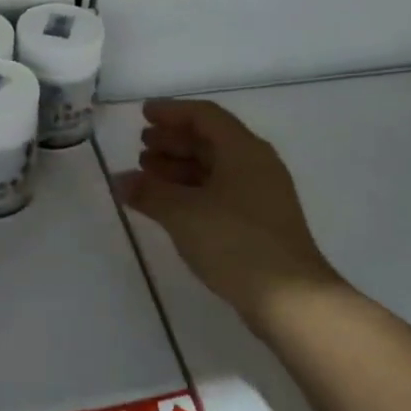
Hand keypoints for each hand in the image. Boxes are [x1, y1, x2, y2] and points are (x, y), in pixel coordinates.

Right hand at [113, 99, 345, 332]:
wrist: (289, 299)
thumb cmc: (235, 242)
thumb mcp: (183, 213)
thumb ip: (149, 192)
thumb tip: (120, 180)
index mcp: (243, 150)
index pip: (204, 115)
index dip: (172, 111)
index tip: (143, 114)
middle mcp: (256, 164)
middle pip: (210, 141)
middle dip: (173, 141)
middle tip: (141, 147)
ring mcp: (261, 194)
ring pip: (215, 168)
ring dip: (180, 167)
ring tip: (147, 175)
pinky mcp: (260, 222)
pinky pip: (220, 191)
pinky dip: (192, 191)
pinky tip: (169, 205)